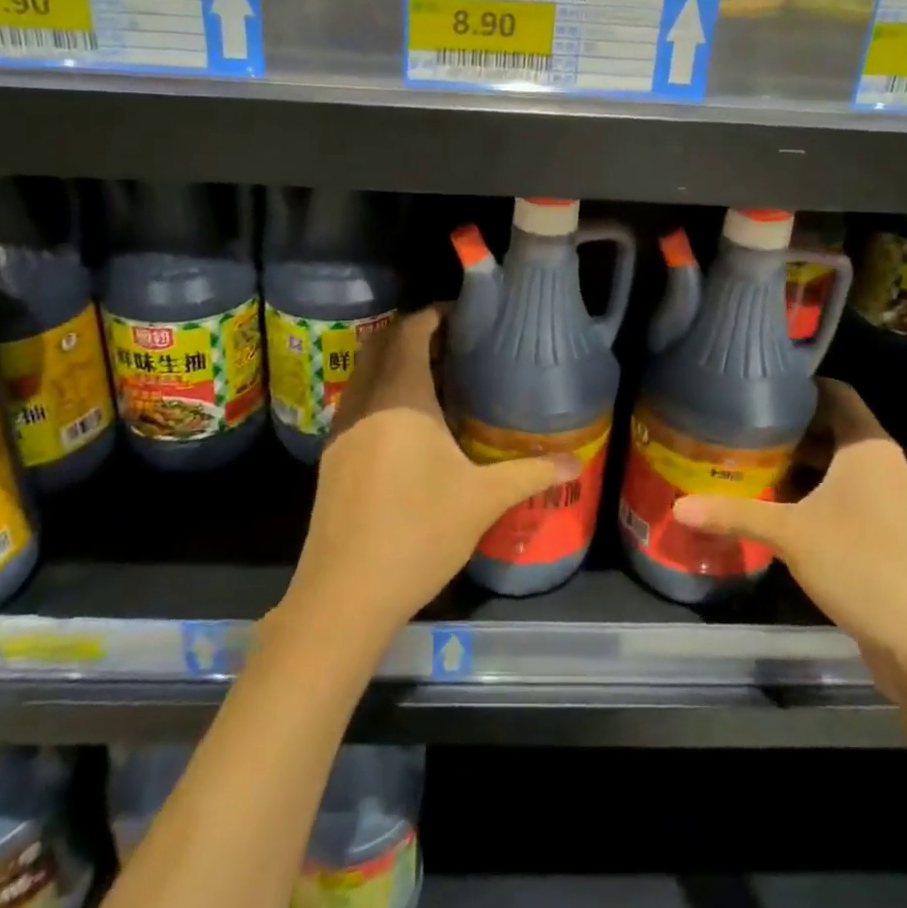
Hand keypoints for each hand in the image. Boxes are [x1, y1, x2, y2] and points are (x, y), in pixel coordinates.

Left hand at [279, 308, 579, 645]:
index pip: (411, 332)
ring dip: (391, 364)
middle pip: (381, 345)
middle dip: (412, 335)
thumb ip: (531, 473)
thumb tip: (576, 463)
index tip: (462, 315)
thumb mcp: (483, 500)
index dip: (433, 315)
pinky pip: (355, 403)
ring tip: (432, 380)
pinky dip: (377, 394)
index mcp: (401, 397)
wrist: (346, 592)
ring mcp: (341, 429)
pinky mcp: (330, 456)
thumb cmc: (419, 532)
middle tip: (452, 345)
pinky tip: (404, 426)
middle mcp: (365, 402)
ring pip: (363, 375)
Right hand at [671, 380, 906, 697]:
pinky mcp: (887, 533)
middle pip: (831, 428)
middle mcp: (883, 465)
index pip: (834, 392)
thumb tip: (678, 507)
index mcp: (868, 448)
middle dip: (787, 428)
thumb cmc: (863, 567)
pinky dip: (812, 494)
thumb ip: (734, 514)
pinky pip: (844, 496)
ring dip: (798, 465)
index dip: (797, 386)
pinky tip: (777, 508)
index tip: (754, 389)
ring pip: (836, 466)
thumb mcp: (790, 535)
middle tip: (737, 428)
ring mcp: (889, 501)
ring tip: (748, 463)